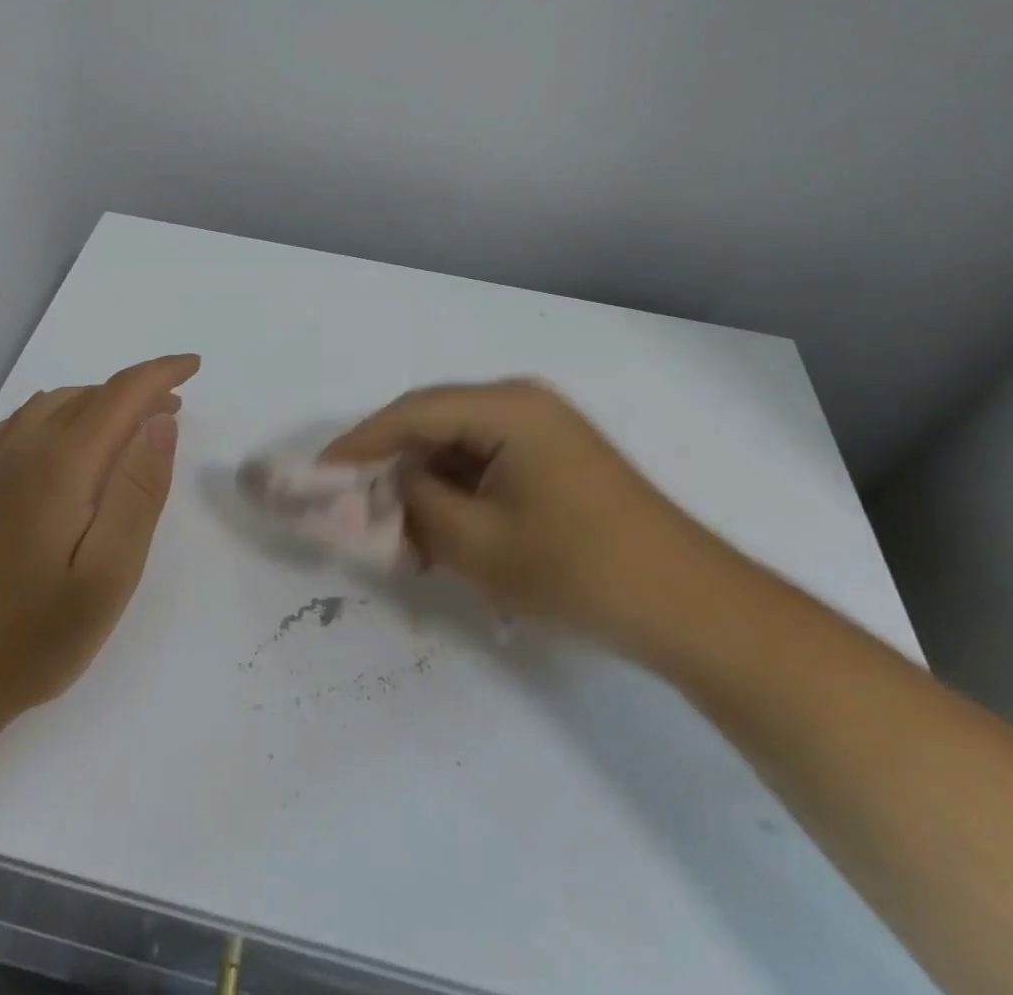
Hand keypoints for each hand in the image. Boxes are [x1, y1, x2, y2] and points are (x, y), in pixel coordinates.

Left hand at [0, 354, 200, 733]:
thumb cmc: (32, 637)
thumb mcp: (108, 574)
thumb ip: (138, 492)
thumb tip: (159, 422)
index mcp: (59, 465)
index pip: (119, 396)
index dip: (160, 374)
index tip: (194, 366)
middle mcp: (20, 453)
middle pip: (86, 397)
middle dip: (135, 391)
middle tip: (172, 408)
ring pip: (49, 406)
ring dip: (96, 401)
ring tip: (127, 423)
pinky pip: (15, 427)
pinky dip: (52, 414)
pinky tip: (57, 436)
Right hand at [323, 378, 703, 646]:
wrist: (692, 609)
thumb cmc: (582, 570)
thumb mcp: (480, 543)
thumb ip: (417, 504)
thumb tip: (389, 485)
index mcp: (507, 407)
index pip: (412, 412)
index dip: (360, 443)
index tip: (319, 474)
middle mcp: (523, 404)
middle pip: (434, 425)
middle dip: (392, 469)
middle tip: (356, 511)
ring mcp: (544, 431)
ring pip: (458, 449)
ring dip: (425, 489)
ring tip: (400, 539)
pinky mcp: (555, 460)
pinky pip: (486, 466)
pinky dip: (458, 497)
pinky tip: (443, 538)